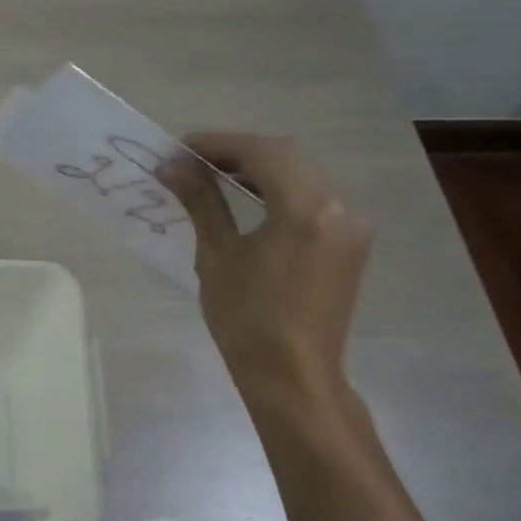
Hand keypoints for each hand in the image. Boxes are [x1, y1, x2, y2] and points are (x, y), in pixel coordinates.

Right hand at [159, 133, 371, 405]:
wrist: (292, 376)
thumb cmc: (246, 319)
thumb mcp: (217, 256)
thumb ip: (201, 202)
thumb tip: (171, 165)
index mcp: (304, 209)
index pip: (261, 153)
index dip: (218, 144)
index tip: (180, 147)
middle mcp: (337, 207)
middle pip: (286, 158)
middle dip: (238, 153)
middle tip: (193, 161)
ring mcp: (350, 226)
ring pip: (302, 177)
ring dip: (260, 170)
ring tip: (216, 177)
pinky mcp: (349, 245)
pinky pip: (313, 201)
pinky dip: (280, 192)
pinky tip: (251, 201)